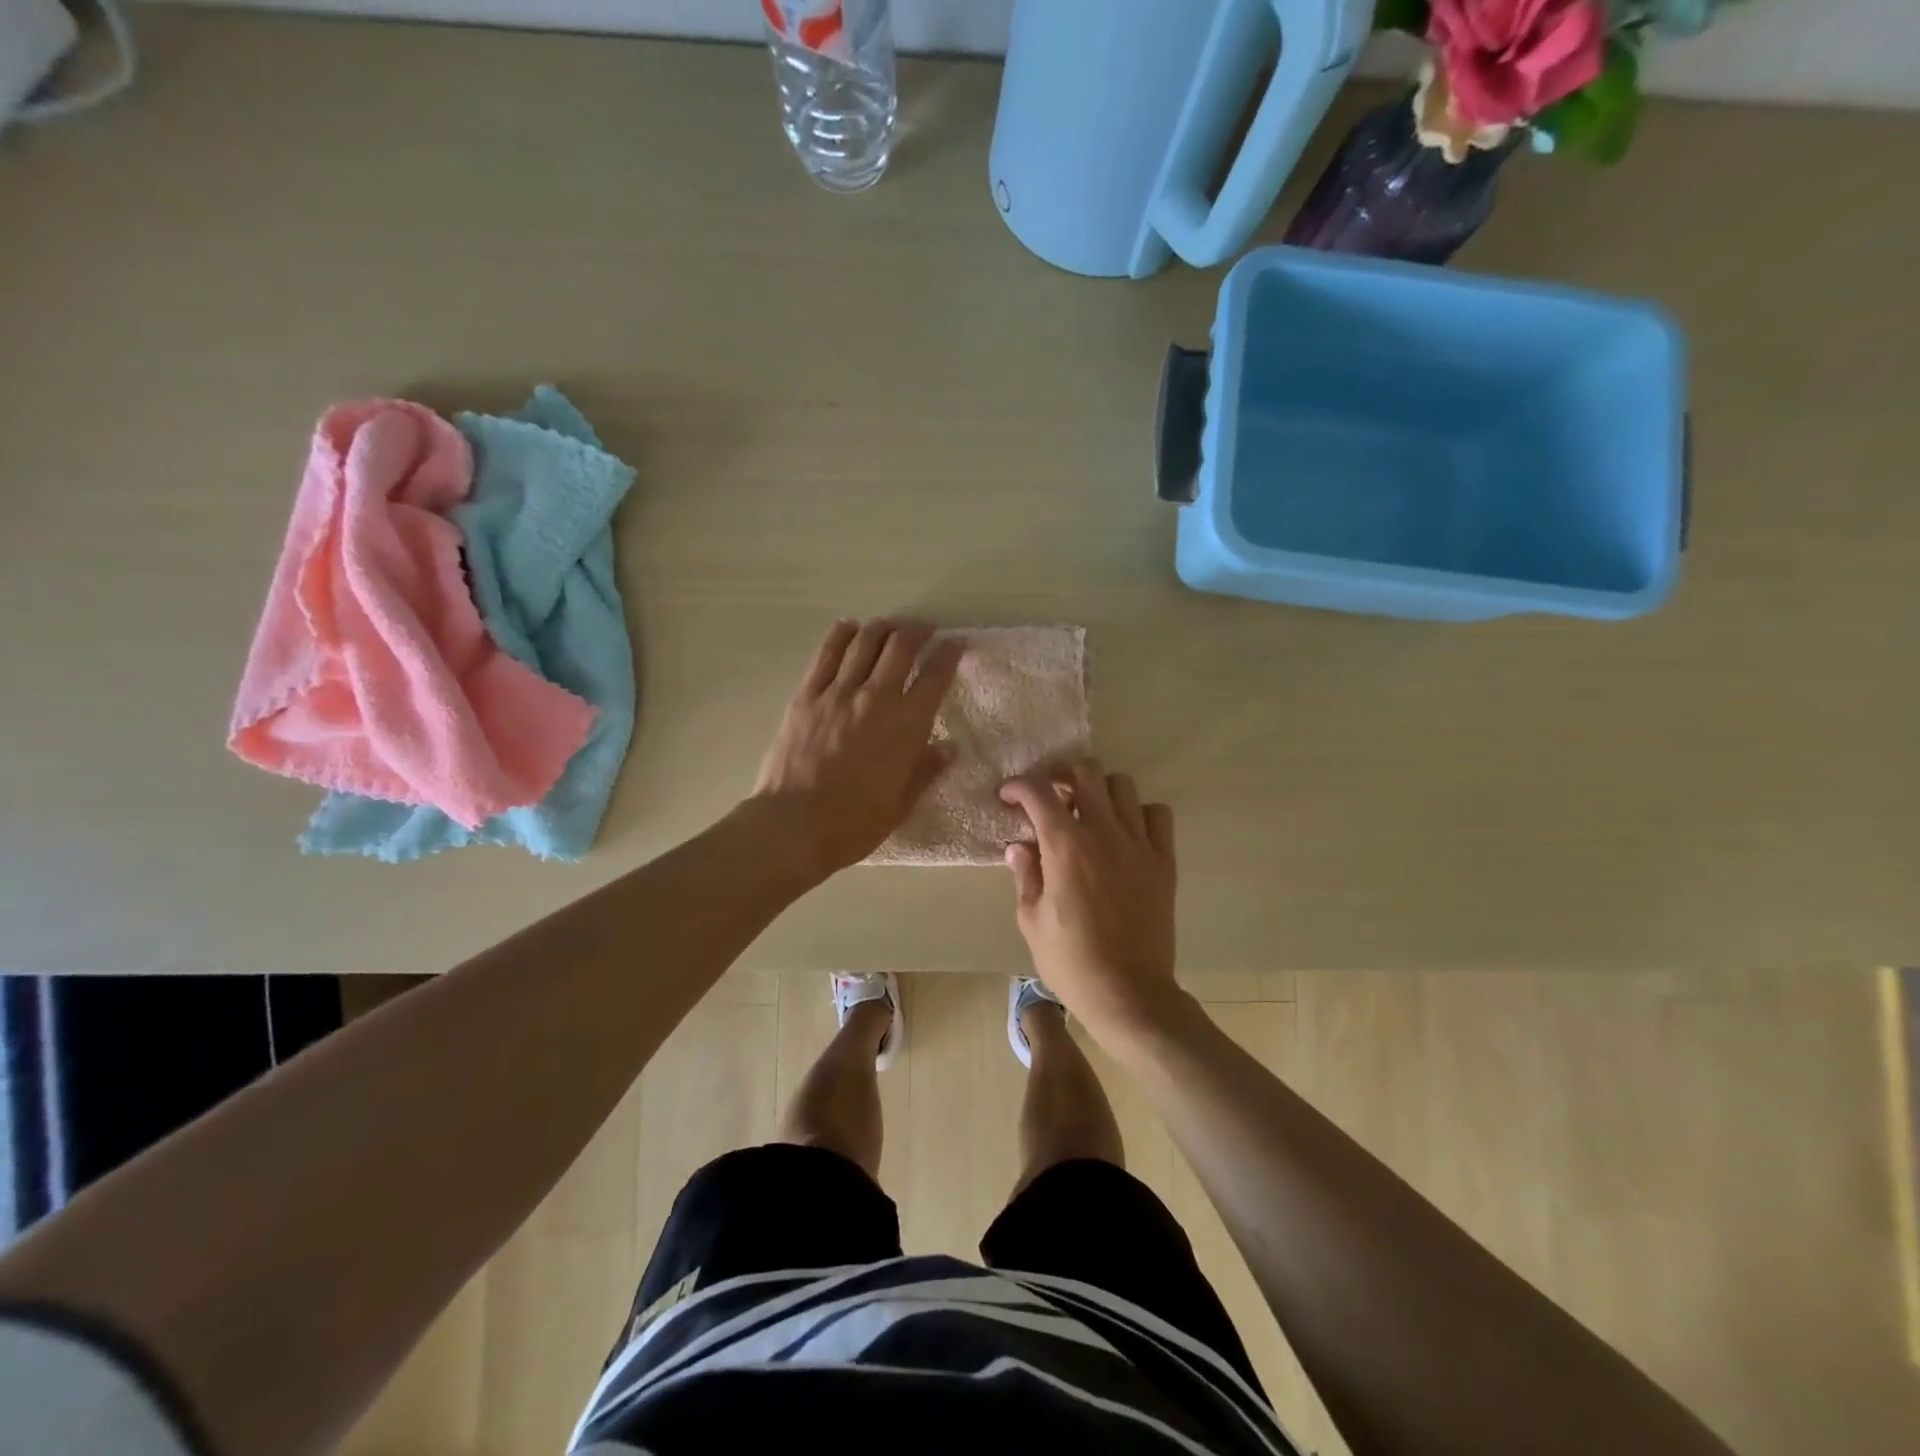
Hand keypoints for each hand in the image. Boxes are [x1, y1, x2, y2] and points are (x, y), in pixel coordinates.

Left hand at [751, 619, 961, 879]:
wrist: (792, 826)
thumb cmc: (854, 823)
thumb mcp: (901, 804)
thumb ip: (926, 770)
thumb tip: (949, 747)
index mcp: (906, 725)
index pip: (935, 676)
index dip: (949, 654)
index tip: (956, 643)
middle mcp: (876, 698)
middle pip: (901, 647)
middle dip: (918, 631)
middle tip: (925, 630)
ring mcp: (837, 693)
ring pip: (864, 642)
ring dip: (883, 628)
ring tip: (891, 626)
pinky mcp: (806, 696)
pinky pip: (826, 654)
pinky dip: (841, 635)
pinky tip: (849, 627)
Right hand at [999, 759, 1178, 1041]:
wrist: (1128, 992)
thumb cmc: (1070, 960)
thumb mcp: (1031, 920)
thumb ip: (1025, 875)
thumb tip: (1019, 846)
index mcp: (1065, 845)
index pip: (1038, 791)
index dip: (1018, 786)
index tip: (1009, 796)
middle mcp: (1103, 832)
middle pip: (1085, 772)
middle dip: (1061, 776)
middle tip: (1051, 797)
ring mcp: (1138, 844)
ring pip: (1122, 785)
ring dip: (1100, 791)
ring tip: (1088, 813)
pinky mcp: (1163, 860)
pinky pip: (1157, 814)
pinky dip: (1139, 813)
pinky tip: (1125, 832)